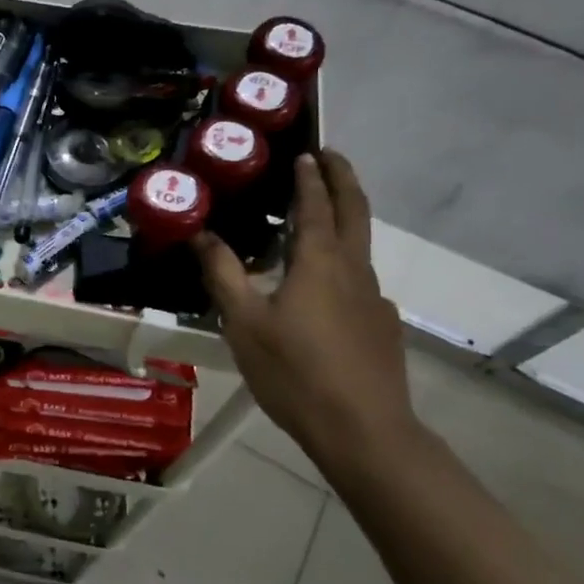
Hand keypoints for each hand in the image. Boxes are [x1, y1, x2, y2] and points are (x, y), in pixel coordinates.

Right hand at [195, 150, 422, 484]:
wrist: (363, 431)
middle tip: (330, 157)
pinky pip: (361, 281)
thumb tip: (201, 234)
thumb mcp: (244, 323)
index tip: (307, 152)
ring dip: (345, 219)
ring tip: (318, 220)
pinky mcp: (382, 326)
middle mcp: (354, 270)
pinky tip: (325, 292)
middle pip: (356, 211)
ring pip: (361, 246)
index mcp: (320, 262)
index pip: (317, 204)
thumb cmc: (295, 372)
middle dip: (344, 179)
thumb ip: (223, 274)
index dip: (311, 177)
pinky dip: (345, 263)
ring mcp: (375, 299)